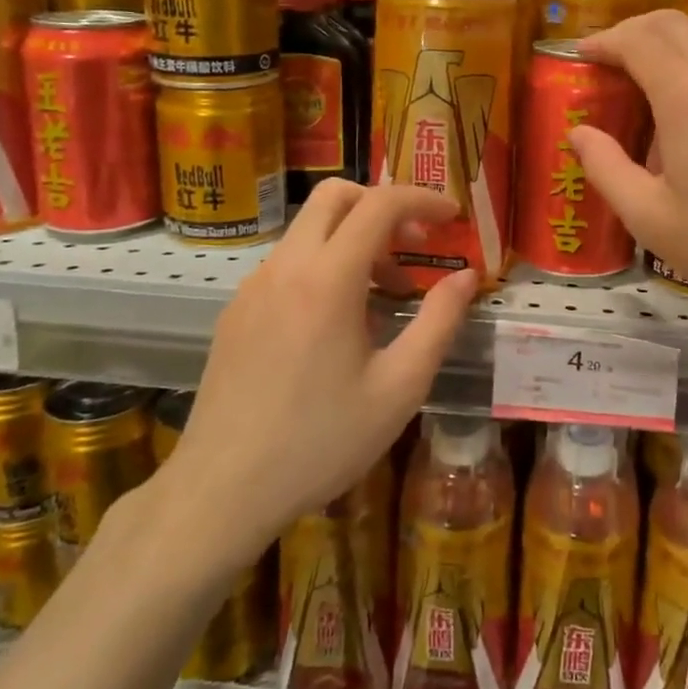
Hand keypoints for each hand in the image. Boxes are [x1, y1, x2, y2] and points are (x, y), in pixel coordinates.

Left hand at [160, 181, 477, 563]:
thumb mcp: (399, 388)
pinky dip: (324, 264)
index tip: (452, 216)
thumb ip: (439, 322)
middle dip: (382, 205)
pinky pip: (288, 263)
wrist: (221, 492)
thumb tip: (466, 277)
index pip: (379, 204)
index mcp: (327, 279)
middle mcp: (285, 267)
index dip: (421, 200)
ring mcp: (253, 287)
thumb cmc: (321, 442)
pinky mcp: (236, 311)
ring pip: (308, 229)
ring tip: (384, 295)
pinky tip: (338, 323)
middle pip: (334, 196)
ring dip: (353, 239)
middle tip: (415, 245)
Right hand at [571, 10, 687, 328]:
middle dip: (635, 34)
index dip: (605, 40)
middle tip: (611, 65)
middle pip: (676, 27)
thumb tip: (579, 133)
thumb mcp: (652, 220)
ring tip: (660, 120)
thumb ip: (606, 169)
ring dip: (674, 65)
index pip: (639, 38)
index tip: (583, 55)